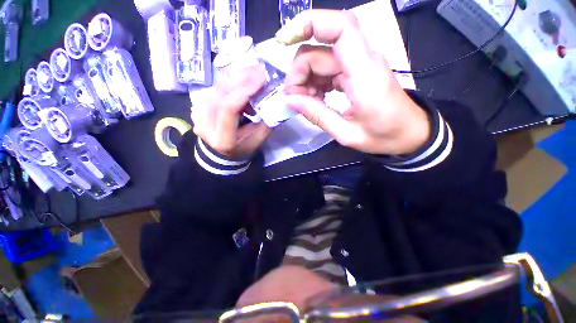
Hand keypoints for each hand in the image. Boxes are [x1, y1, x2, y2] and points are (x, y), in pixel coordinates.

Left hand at [191, 64, 271, 157]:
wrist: (221, 153)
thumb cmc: (242, 148)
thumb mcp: (258, 140)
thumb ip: (266, 122)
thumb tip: (276, 99)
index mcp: (222, 138)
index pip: (228, 108)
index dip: (244, 90)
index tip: (262, 77)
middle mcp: (205, 124)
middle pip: (220, 92)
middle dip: (242, 77)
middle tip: (260, 67)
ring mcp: (197, 113)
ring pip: (216, 86)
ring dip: (236, 75)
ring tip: (253, 69)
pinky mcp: (197, 105)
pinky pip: (214, 86)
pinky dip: (229, 79)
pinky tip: (241, 77)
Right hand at [277, 10, 430, 154]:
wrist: (410, 133)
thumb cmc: (383, 136)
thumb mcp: (347, 134)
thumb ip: (318, 116)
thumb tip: (289, 100)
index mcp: (365, 74)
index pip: (340, 28)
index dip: (308, 24)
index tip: (283, 41)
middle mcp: (363, 61)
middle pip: (319, 51)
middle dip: (299, 74)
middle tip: (294, 100)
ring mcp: (359, 65)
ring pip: (320, 59)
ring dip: (305, 80)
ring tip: (306, 103)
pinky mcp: (356, 71)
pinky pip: (327, 69)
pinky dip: (315, 83)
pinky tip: (315, 99)